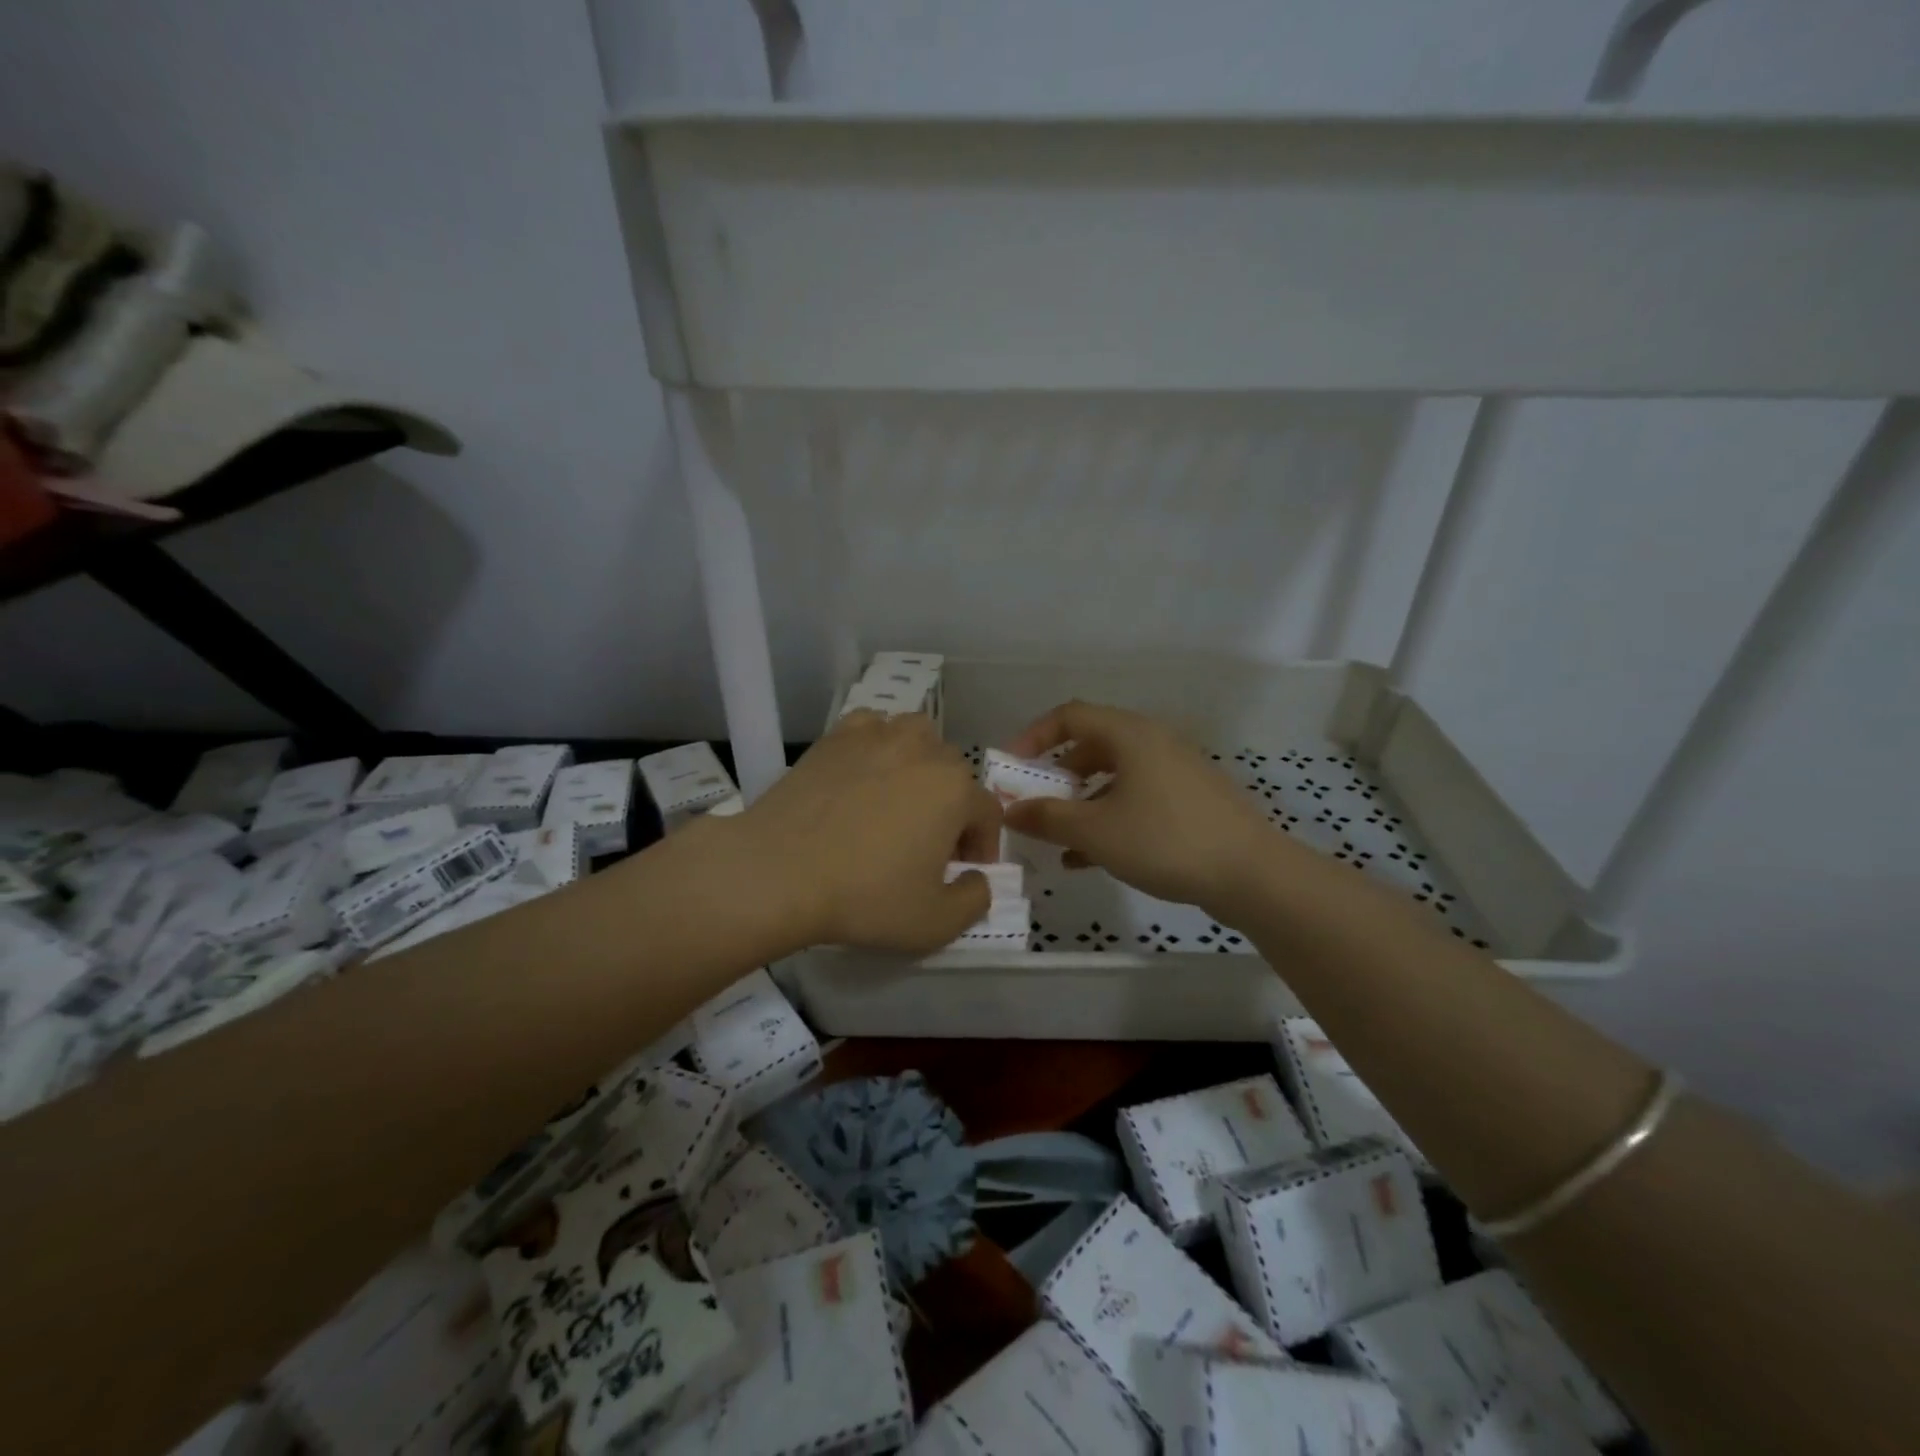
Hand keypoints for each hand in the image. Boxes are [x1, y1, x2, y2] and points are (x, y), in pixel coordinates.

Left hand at [728, 711, 1002, 953]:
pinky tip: (862, 774)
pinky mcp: (836, 737)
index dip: (981, 846)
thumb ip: (974, 901)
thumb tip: (977, 879)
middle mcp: (924, 750)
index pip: (987, 813)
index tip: (961, 873)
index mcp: (956, 789)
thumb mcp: (934, 923)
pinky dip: (876, 746)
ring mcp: (877, 736)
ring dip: (920, 764)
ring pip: (917, 738)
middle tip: (928, 844)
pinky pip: (871, 729)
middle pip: (954, 773)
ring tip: (899, 799)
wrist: (777, 871)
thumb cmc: (864, 897)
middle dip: (952, 807)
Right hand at [1002, 700, 1288, 915]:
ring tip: (1057, 839)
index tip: (1011, 768)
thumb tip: (1009, 810)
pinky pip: (1136, 798)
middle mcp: (1153, 742)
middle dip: (1056, 775)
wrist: (1251, 874)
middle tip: (1034, 803)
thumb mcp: (1095, 831)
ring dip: (1080, 802)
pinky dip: (1108, 817)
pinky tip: (1088, 858)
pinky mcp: (1189, 800)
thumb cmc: (1165, 840)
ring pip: (1114, 777)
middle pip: (1091, 745)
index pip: (1069, 716)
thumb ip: (1047, 817)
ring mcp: (1175, 771)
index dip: (1033, 736)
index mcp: (1129, 735)